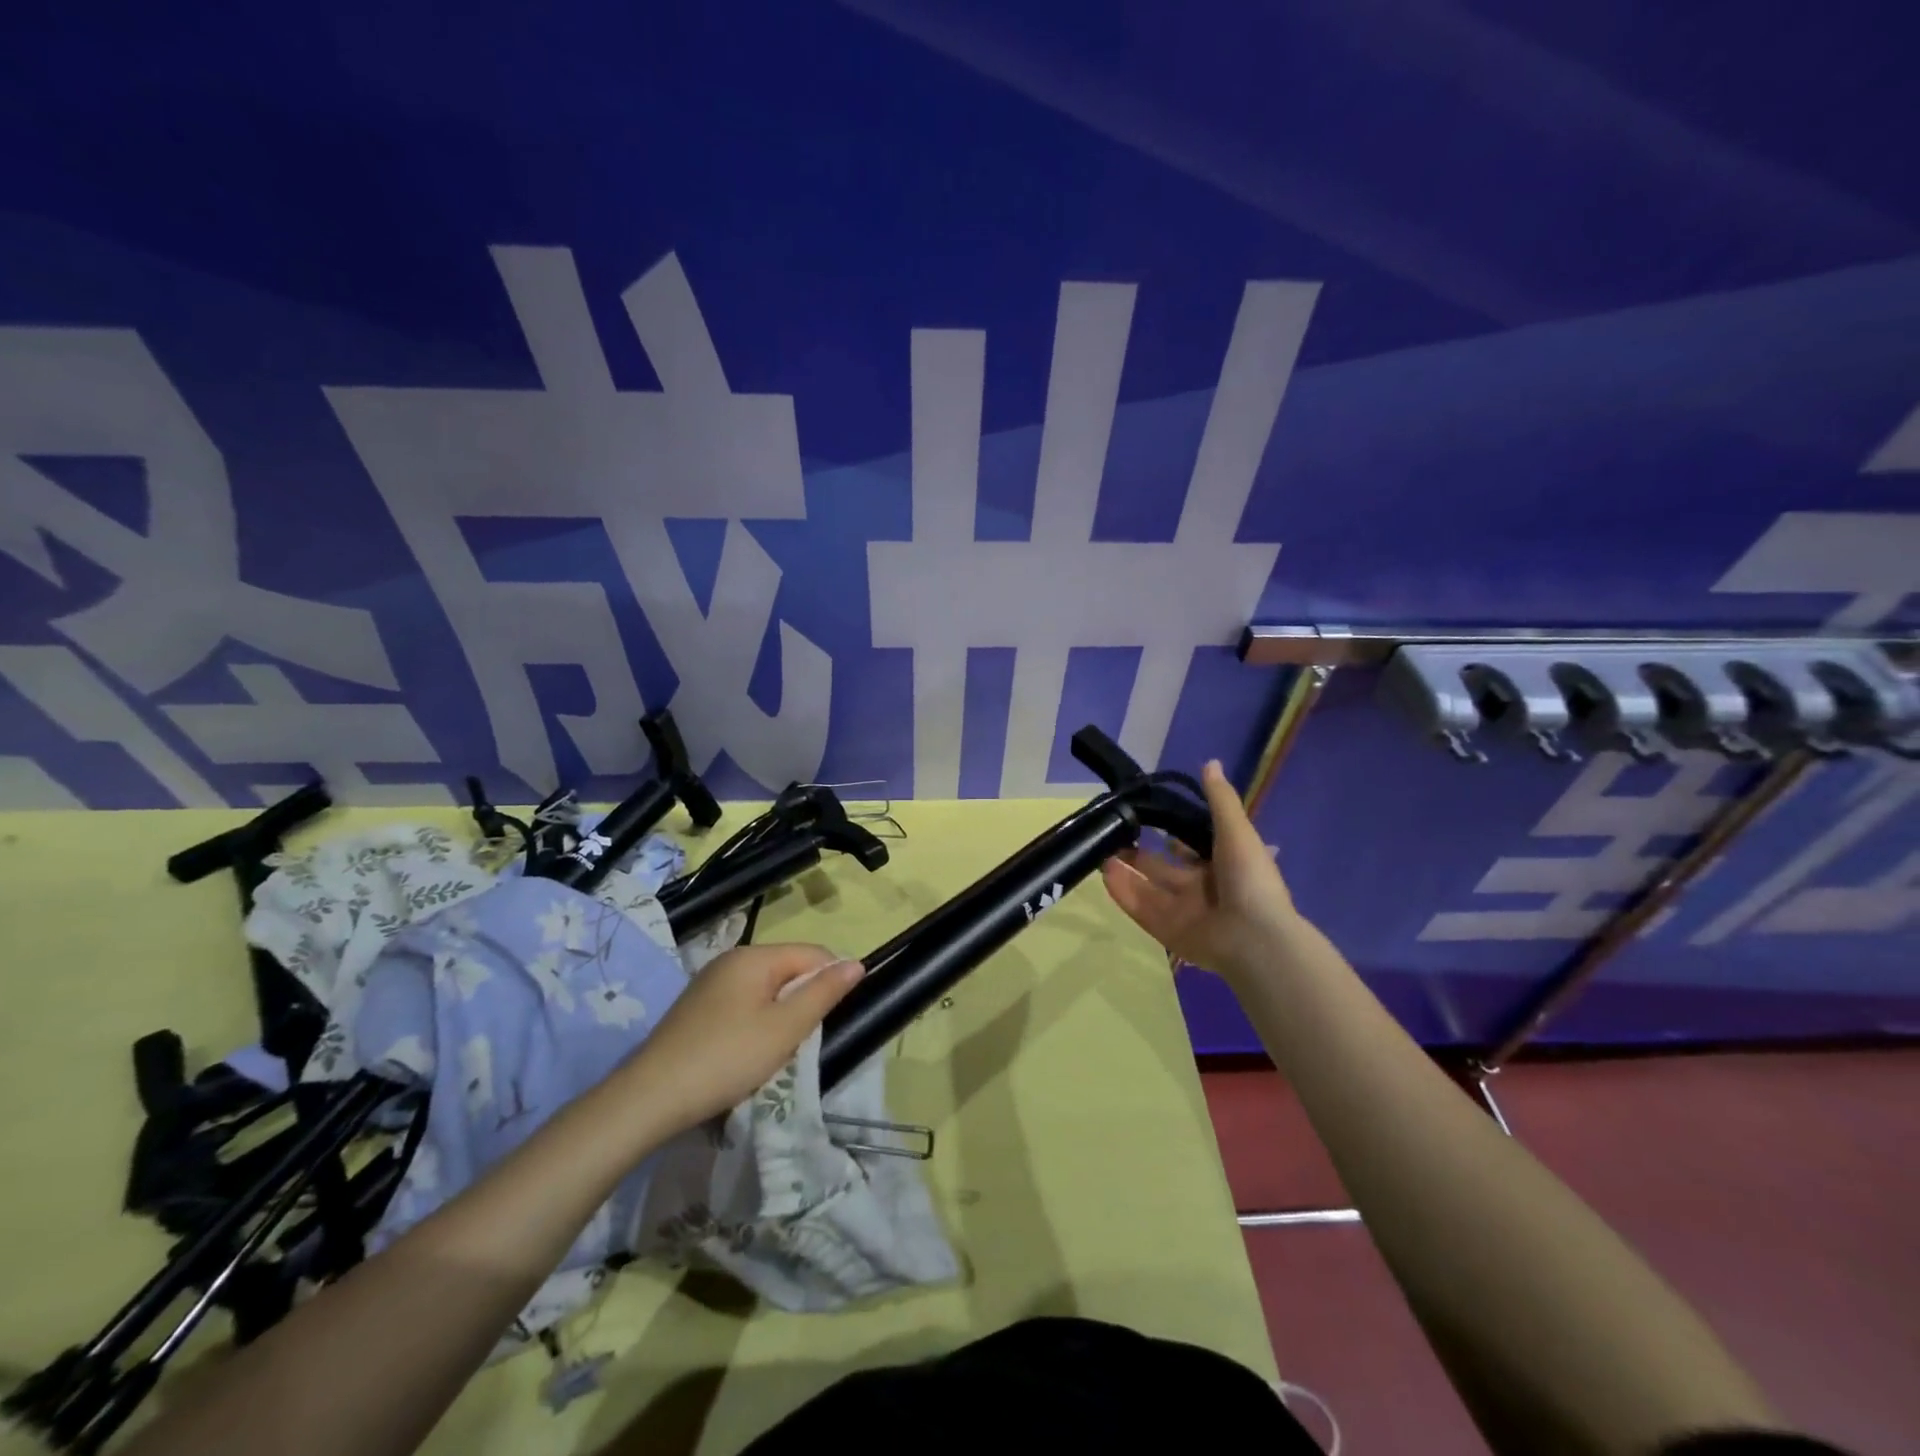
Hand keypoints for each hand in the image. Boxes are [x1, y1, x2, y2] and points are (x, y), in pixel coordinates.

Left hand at [617, 943, 862, 1135]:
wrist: (648, 1099)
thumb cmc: (726, 1058)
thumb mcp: (785, 1028)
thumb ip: (823, 993)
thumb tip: (856, 963)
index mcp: (753, 956)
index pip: (812, 953)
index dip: (831, 980)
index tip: (833, 1019)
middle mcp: (730, 960)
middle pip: (788, 969)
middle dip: (803, 1001)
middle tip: (801, 1041)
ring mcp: (709, 984)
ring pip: (766, 990)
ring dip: (780, 1016)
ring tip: (776, 1051)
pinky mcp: (696, 1009)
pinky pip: (742, 1004)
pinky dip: (755, 1024)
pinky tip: (747, 1053)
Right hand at [1100, 759, 1296, 982]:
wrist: (1255, 938)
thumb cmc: (1249, 880)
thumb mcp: (1237, 831)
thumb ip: (1220, 799)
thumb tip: (1210, 762)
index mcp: (1222, 866)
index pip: (1191, 848)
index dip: (1172, 833)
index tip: (1146, 815)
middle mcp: (1201, 889)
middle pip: (1163, 869)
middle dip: (1139, 853)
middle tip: (1113, 835)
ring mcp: (1183, 912)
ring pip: (1147, 888)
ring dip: (1125, 870)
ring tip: (1100, 851)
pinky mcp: (1167, 932)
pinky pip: (1140, 910)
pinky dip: (1122, 893)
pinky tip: (1104, 874)